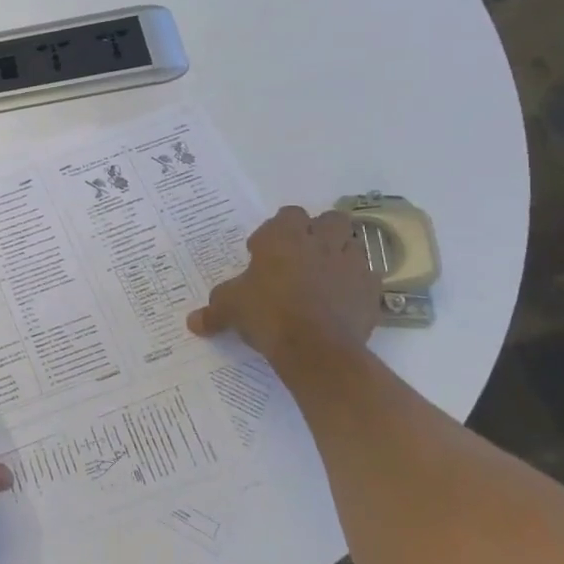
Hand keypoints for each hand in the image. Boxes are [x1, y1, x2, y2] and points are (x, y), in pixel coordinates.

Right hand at [186, 206, 381, 367]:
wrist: (316, 349)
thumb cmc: (267, 314)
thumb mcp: (229, 309)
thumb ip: (213, 311)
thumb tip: (192, 322)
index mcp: (284, 237)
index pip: (288, 214)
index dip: (276, 230)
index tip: (263, 252)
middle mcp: (321, 242)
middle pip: (330, 220)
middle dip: (319, 232)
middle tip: (301, 255)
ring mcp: (351, 264)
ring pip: (353, 244)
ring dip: (340, 253)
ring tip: (323, 275)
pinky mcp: (371, 290)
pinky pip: (367, 276)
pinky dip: (355, 283)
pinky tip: (341, 299)